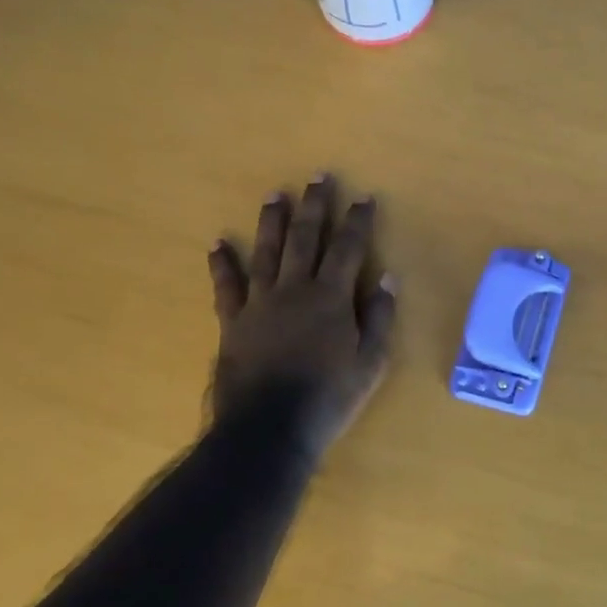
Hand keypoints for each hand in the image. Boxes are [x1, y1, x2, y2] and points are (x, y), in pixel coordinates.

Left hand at [207, 175, 396, 452]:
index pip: (348, 249)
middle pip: (305, 239)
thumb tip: (387, 279)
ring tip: (275, 195)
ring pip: (266, 252)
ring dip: (271, 221)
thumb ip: (380, 318)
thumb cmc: (329, 397)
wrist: (269, 428)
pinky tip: (219, 243)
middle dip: (314, 206)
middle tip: (318, 177)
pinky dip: (222, 264)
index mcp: (331, 298)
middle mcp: (295, 290)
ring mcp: (260, 303)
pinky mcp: (233, 321)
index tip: (364, 197)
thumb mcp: (370, 363)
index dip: (357, 221)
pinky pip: (227, 286)